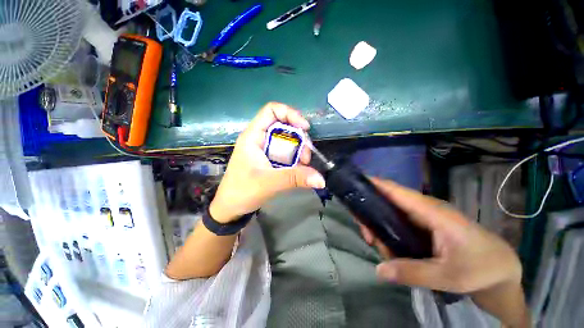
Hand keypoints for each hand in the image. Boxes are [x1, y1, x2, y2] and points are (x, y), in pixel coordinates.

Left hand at [210, 102, 324, 222]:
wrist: (230, 208)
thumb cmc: (242, 191)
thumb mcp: (269, 183)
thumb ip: (295, 178)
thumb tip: (321, 180)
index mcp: (253, 136)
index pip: (272, 110)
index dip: (290, 114)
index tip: (305, 128)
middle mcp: (259, 138)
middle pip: (284, 126)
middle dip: (299, 138)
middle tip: (306, 157)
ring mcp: (265, 149)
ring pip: (287, 140)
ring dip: (299, 150)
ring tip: (304, 165)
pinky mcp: (269, 159)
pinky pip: (286, 152)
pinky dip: (295, 158)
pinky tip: (299, 169)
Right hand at [358, 178, 528, 326]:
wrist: (501, 269)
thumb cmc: (481, 268)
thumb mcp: (449, 276)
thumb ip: (413, 273)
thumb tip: (378, 270)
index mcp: (431, 211)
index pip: (397, 191)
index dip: (375, 184)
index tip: (354, 185)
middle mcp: (424, 209)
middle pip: (388, 201)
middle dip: (371, 213)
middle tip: (365, 234)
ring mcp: (424, 217)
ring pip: (392, 212)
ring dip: (378, 225)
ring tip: (376, 244)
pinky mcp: (424, 225)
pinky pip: (399, 221)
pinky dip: (388, 230)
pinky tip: (387, 246)